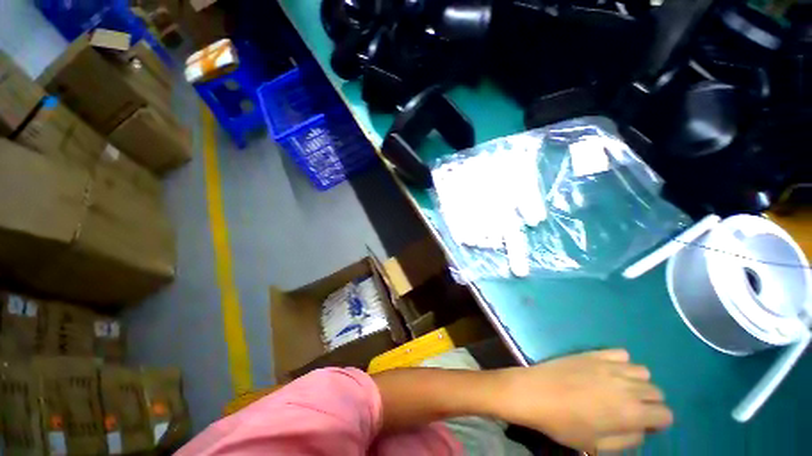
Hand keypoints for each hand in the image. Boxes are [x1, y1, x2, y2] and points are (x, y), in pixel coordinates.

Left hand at [494, 349, 672, 452]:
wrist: (534, 393)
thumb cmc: (563, 424)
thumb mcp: (597, 445)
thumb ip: (628, 439)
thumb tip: (641, 429)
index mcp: (631, 412)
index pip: (665, 414)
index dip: (658, 422)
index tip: (644, 425)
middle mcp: (627, 385)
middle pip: (655, 391)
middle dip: (649, 403)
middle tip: (630, 409)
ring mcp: (609, 366)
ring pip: (642, 371)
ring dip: (638, 382)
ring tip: (620, 390)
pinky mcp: (593, 353)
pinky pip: (620, 353)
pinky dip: (621, 363)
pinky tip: (608, 371)